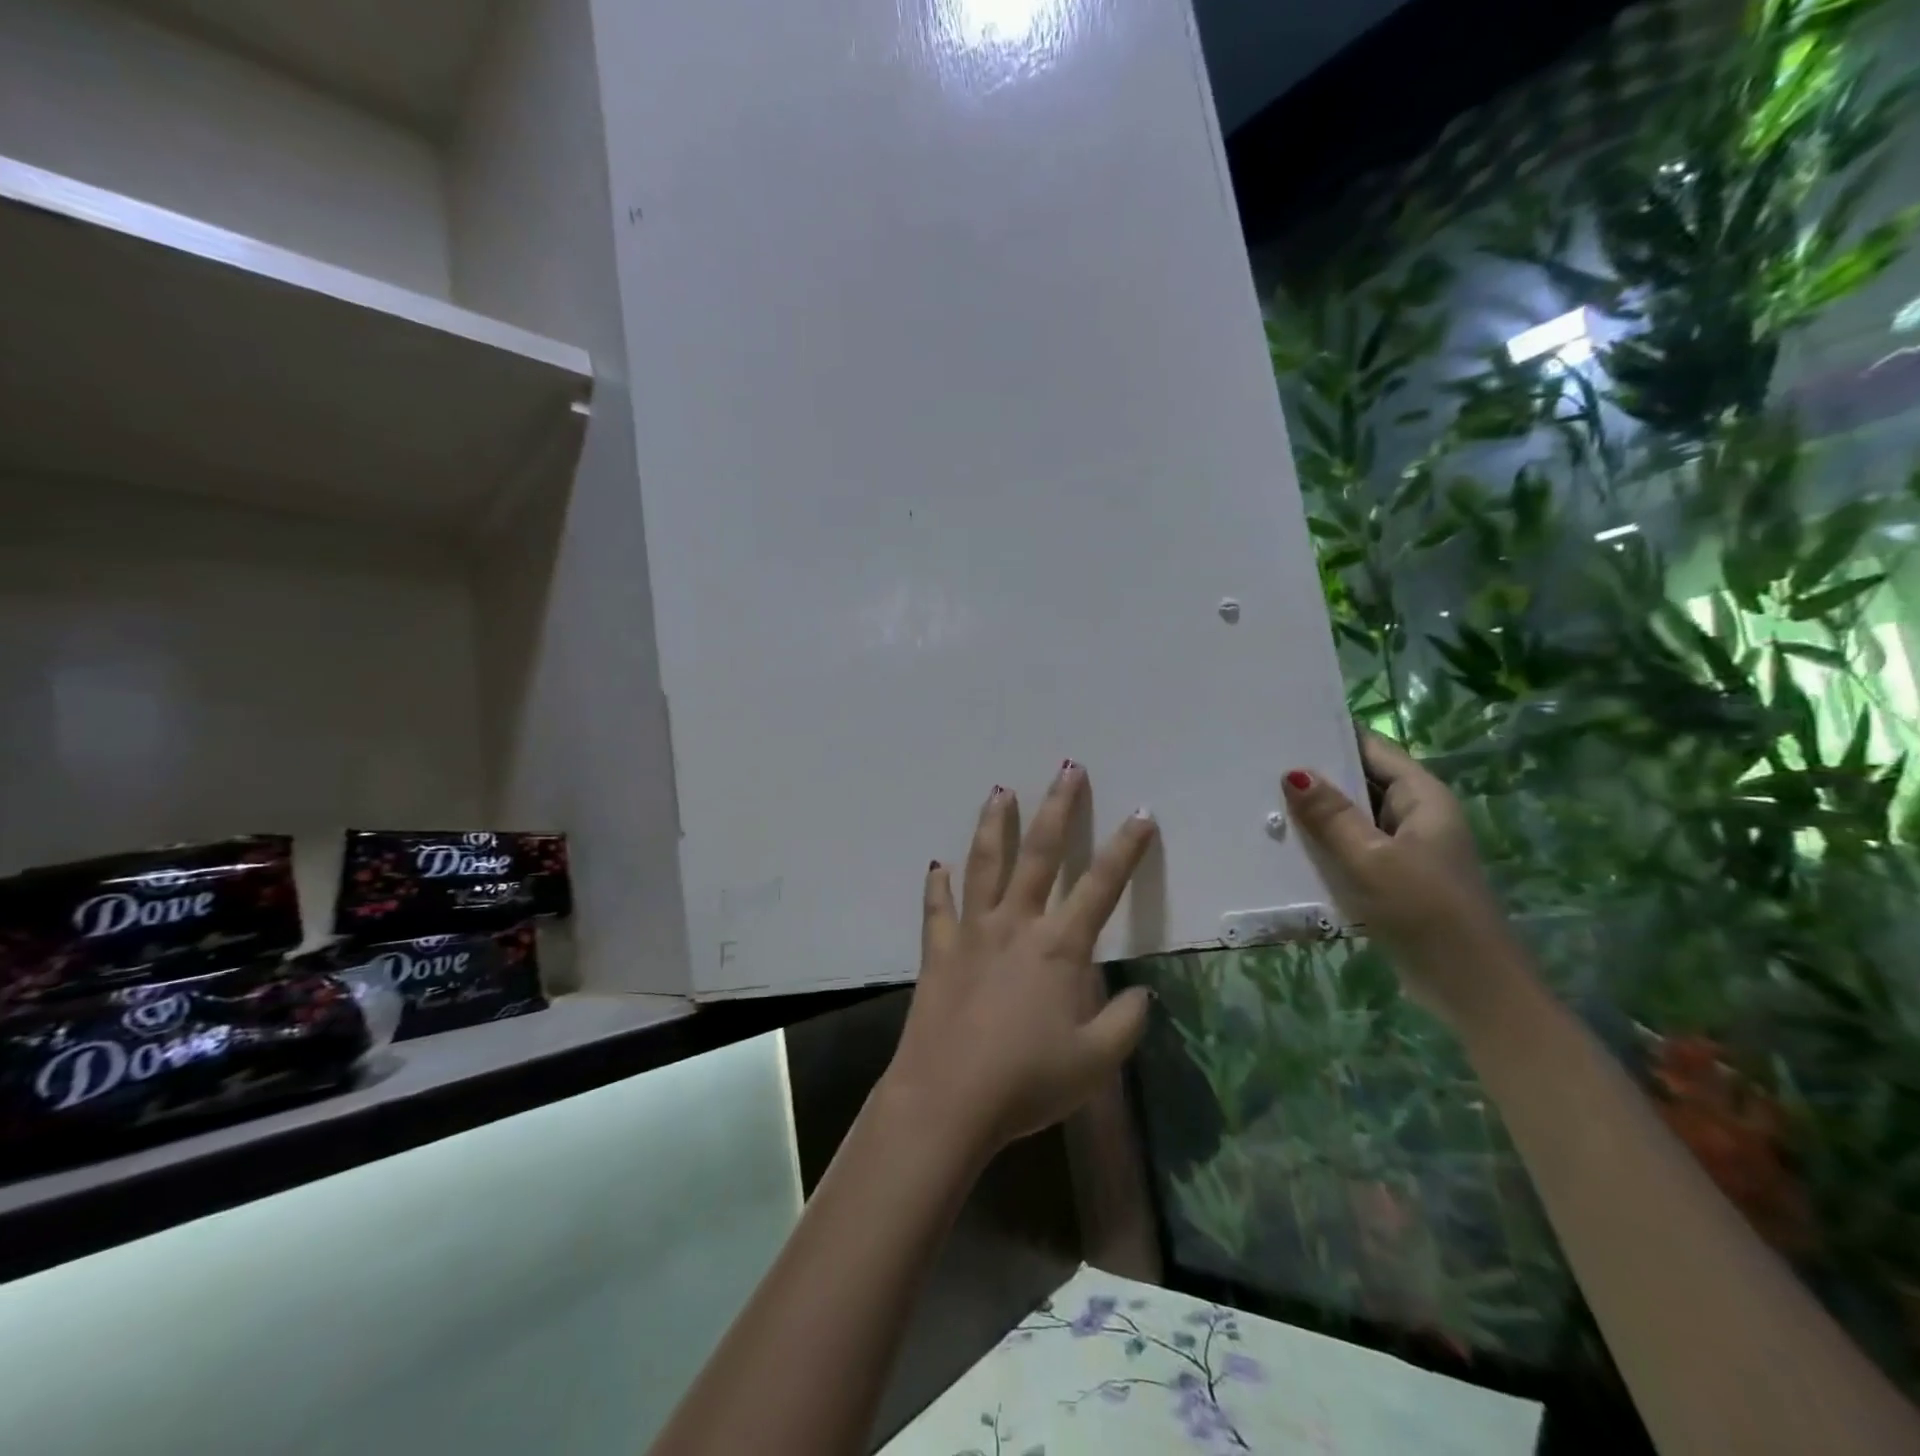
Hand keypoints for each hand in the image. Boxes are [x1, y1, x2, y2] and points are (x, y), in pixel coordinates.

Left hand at [882, 761, 1158, 1157]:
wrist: (948, 1099)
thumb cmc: (1026, 1081)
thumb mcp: (1095, 1062)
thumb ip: (1126, 1022)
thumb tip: (1142, 993)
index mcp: (1059, 947)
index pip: (1102, 886)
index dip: (1126, 848)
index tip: (1142, 813)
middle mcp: (1016, 925)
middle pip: (1041, 854)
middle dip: (1059, 808)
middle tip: (1067, 769)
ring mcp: (971, 933)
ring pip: (985, 864)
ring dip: (995, 826)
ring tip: (1000, 792)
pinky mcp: (937, 951)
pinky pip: (937, 909)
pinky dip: (938, 885)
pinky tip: (937, 865)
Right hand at [1283, 730, 1523, 1027]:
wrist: (1470, 986)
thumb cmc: (1425, 911)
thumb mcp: (1371, 859)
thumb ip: (1332, 816)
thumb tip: (1293, 772)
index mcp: (1423, 798)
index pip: (1373, 749)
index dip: (1332, 736)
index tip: (1283, 728)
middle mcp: (1417, 815)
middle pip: (1361, 781)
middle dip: (1316, 776)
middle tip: (1260, 765)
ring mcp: (1406, 849)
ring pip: (1354, 818)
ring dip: (1318, 814)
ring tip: (1262, 799)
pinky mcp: (1394, 878)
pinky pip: (1354, 848)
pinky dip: (1326, 844)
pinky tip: (1288, 846)